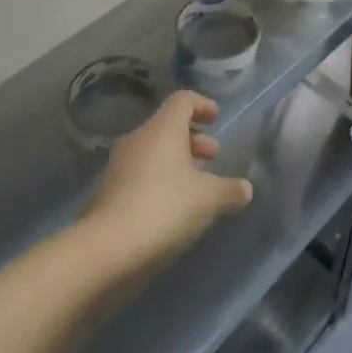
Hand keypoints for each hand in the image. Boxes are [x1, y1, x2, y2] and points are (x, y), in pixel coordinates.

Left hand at [83, 92, 252, 275]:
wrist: (106, 252)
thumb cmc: (164, 209)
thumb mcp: (208, 199)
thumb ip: (230, 190)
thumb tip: (245, 189)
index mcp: (162, 128)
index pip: (183, 100)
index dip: (202, 105)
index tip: (216, 119)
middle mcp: (138, 139)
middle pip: (168, 127)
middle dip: (193, 139)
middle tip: (212, 156)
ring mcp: (118, 167)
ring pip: (153, 153)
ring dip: (176, 162)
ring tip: (196, 186)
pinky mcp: (107, 194)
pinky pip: (140, 176)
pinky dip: (158, 183)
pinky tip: (172, 209)